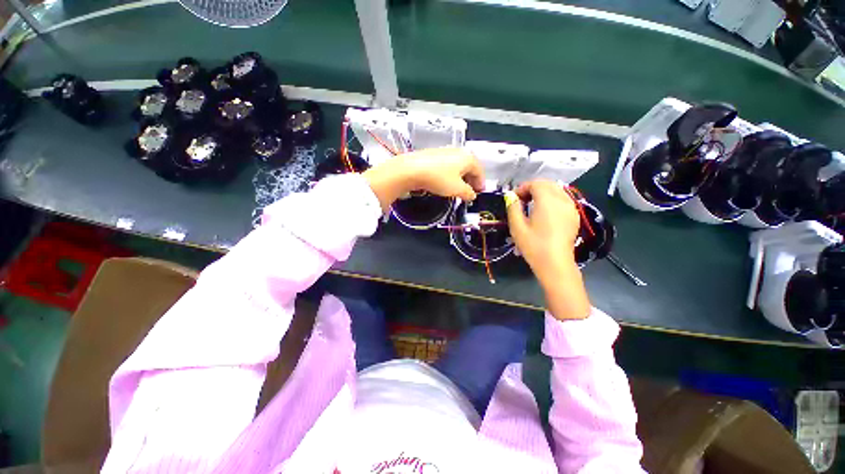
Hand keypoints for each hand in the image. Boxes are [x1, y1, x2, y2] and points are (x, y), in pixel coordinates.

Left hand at [363, 147, 484, 210]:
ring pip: (458, 166)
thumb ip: (468, 193)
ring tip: (458, 189)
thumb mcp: (457, 189)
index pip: (479, 171)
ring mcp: (445, 151)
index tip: (479, 193)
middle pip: (469, 167)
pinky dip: (450, 174)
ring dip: (461, 178)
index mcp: (468, 157)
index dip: (481, 183)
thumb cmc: (438, 178)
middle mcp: (458, 151)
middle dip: (471, 180)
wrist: (411, 170)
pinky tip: (445, 182)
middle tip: (470, 192)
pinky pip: (448, 165)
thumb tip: (472, 195)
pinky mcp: (434, 155)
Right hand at [506, 179, 590, 319]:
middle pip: (548, 184)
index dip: (522, 188)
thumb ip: (513, 208)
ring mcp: (571, 207)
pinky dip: (552, 199)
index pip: (535, 183)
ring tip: (532, 205)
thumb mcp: (517, 227)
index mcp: (547, 201)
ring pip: (557, 190)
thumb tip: (511, 196)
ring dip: (543, 192)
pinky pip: (563, 199)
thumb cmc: (534, 246)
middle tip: (521, 201)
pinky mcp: (574, 216)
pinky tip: (544, 212)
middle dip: (533, 188)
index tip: (513, 199)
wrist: (555, 264)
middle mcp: (562, 200)